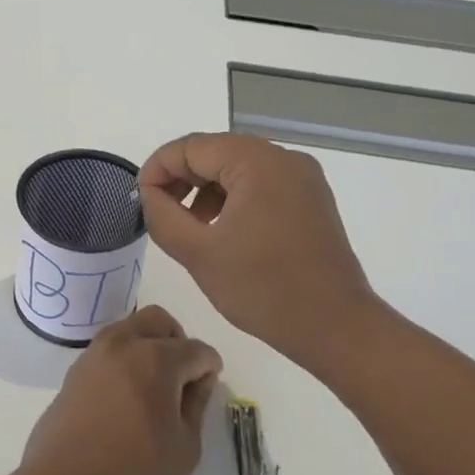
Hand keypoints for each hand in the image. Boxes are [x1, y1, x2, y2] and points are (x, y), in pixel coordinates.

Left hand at [18, 306, 221, 474]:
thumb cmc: (133, 474)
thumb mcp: (185, 448)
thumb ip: (196, 405)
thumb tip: (198, 380)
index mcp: (156, 358)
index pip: (196, 349)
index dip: (209, 368)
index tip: (208, 389)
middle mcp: (123, 344)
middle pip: (159, 320)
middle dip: (178, 341)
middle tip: (183, 378)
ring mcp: (94, 354)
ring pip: (130, 328)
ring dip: (148, 345)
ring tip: (154, 387)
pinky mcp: (74, 371)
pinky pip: (108, 349)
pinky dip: (124, 358)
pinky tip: (127, 396)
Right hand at [139, 132, 382, 370]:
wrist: (335, 327)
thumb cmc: (263, 289)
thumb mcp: (198, 252)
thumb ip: (162, 215)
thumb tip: (148, 192)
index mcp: (258, 162)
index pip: (192, 147)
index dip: (158, 169)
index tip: (139, 200)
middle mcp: (284, 158)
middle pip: (216, 152)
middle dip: (181, 178)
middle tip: (159, 212)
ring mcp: (303, 178)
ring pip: (238, 168)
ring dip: (206, 190)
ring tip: (189, 226)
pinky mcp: (311, 200)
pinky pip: (261, 185)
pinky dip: (233, 199)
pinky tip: (221, 231)